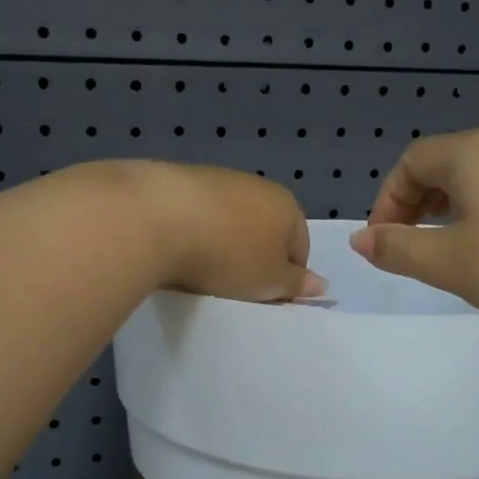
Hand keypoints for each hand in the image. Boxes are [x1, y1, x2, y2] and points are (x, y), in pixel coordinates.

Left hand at [126, 162, 325, 302]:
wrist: (158, 217)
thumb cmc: (228, 255)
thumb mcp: (269, 281)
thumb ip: (295, 284)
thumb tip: (321, 284)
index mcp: (287, 205)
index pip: (299, 247)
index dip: (286, 277)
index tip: (266, 299)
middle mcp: (256, 185)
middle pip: (263, 231)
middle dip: (253, 259)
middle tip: (235, 289)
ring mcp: (217, 179)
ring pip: (229, 222)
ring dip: (222, 245)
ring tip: (202, 273)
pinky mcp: (179, 181)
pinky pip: (197, 216)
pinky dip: (193, 233)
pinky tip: (178, 252)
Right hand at [349, 129, 478, 334]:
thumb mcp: (451, 264)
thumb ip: (399, 250)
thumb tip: (362, 239)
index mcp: (474, 153)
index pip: (413, 160)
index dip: (389, 199)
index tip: (386, 240)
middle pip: (451, 161)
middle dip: (421, 201)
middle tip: (415, 243)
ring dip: (460, 205)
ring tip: (459, 246)